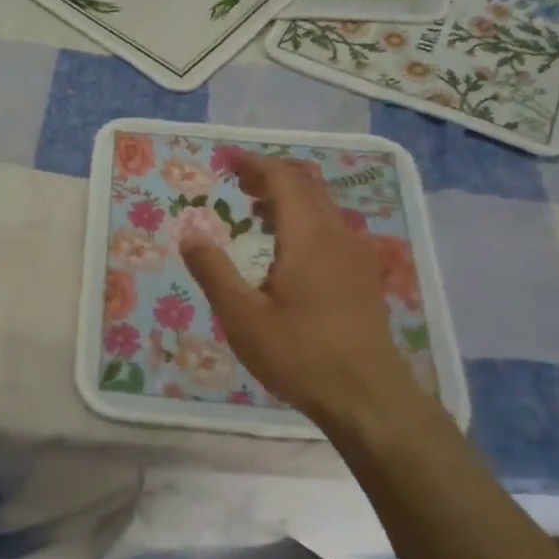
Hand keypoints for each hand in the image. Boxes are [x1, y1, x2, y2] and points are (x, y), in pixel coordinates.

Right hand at [179, 152, 432, 441]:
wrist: (369, 398)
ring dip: (289, 196)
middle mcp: (337, 235)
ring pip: (323, 206)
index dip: (253, 164)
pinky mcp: (363, 276)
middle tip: (236, 179)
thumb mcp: (243, 318)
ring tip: (255, 206)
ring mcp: (356, 255)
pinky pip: (332, 227)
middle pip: (307, 185)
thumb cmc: (300, 355)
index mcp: (308, 237)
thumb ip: (214, 272)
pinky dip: (305, 218)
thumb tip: (189, 234)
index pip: (283, 180)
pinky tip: (288, 246)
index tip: (225, 159)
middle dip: (270, 175)